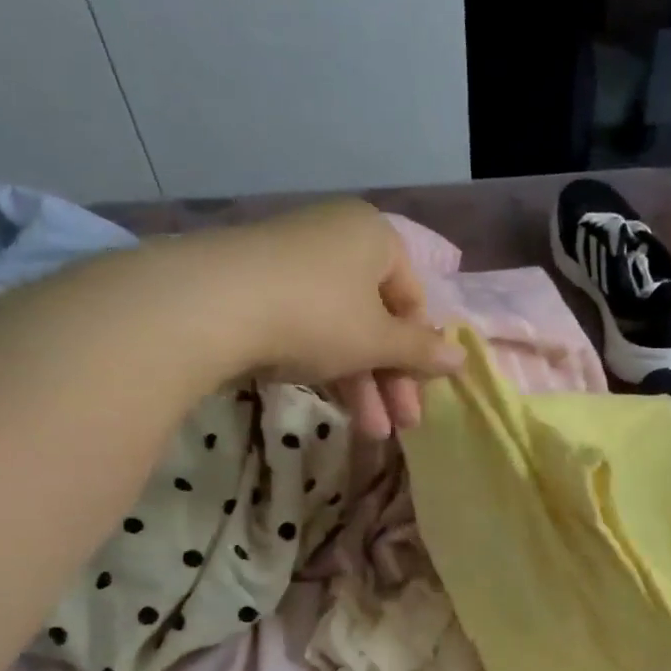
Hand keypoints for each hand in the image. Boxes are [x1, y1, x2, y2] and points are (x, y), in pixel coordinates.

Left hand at [156, 198, 463, 436]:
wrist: (208, 304)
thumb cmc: (317, 315)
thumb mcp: (379, 341)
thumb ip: (422, 351)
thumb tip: (461, 359)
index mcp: (375, 237)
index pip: (414, 300)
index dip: (420, 352)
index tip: (420, 394)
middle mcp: (337, 239)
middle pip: (379, 318)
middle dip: (391, 380)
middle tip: (400, 426)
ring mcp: (294, 260)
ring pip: (344, 328)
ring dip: (362, 385)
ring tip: (370, 433)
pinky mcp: (258, 284)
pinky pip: (308, 326)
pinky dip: (326, 365)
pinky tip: (332, 402)